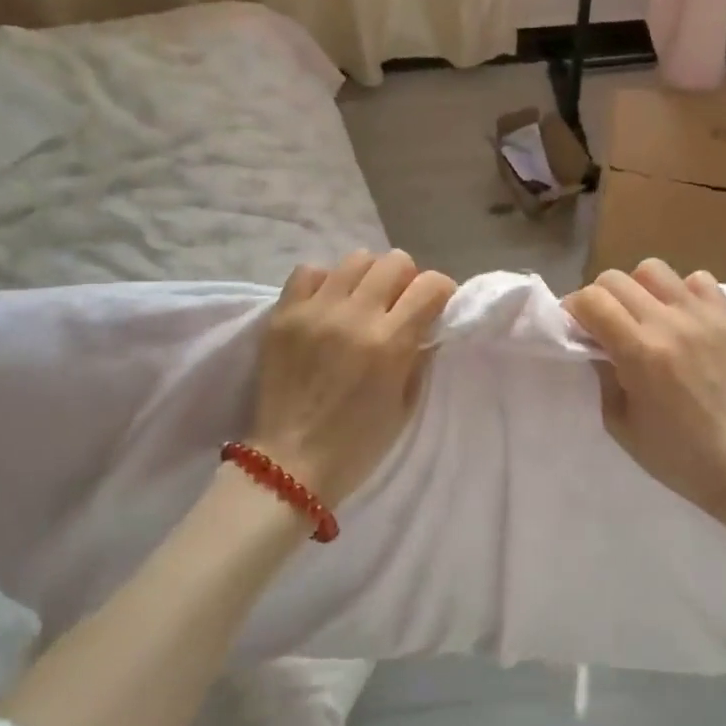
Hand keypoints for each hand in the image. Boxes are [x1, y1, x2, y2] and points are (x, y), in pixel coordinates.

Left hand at [249, 250, 456, 509]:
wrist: (288, 465)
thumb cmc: (356, 445)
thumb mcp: (405, 406)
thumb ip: (418, 356)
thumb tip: (427, 323)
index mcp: (390, 343)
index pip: (430, 285)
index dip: (441, 291)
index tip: (436, 305)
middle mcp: (355, 317)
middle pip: (395, 261)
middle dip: (406, 279)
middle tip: (398, 304)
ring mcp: (316, 311)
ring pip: (355, 259)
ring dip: (367, 278)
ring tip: (360, 302)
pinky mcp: (284, 314)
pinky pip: (309, 271)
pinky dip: (324, 282)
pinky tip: (326, 305)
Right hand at [562, 259, 725, 536]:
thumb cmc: (676, 455)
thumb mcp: (619, 423)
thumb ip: (600, 373)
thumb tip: (592, 341)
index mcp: (640, 353)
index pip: (591, 300)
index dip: (574, 309)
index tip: (576, 326)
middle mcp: (671, 324)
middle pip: (616, 278)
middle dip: (600, 297)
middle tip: (606, 323)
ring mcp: (705, 317)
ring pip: (653, 269)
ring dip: (639, 288)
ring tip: (645, 315)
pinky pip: (699, 279)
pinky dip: (682, 292)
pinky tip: (682, 319)